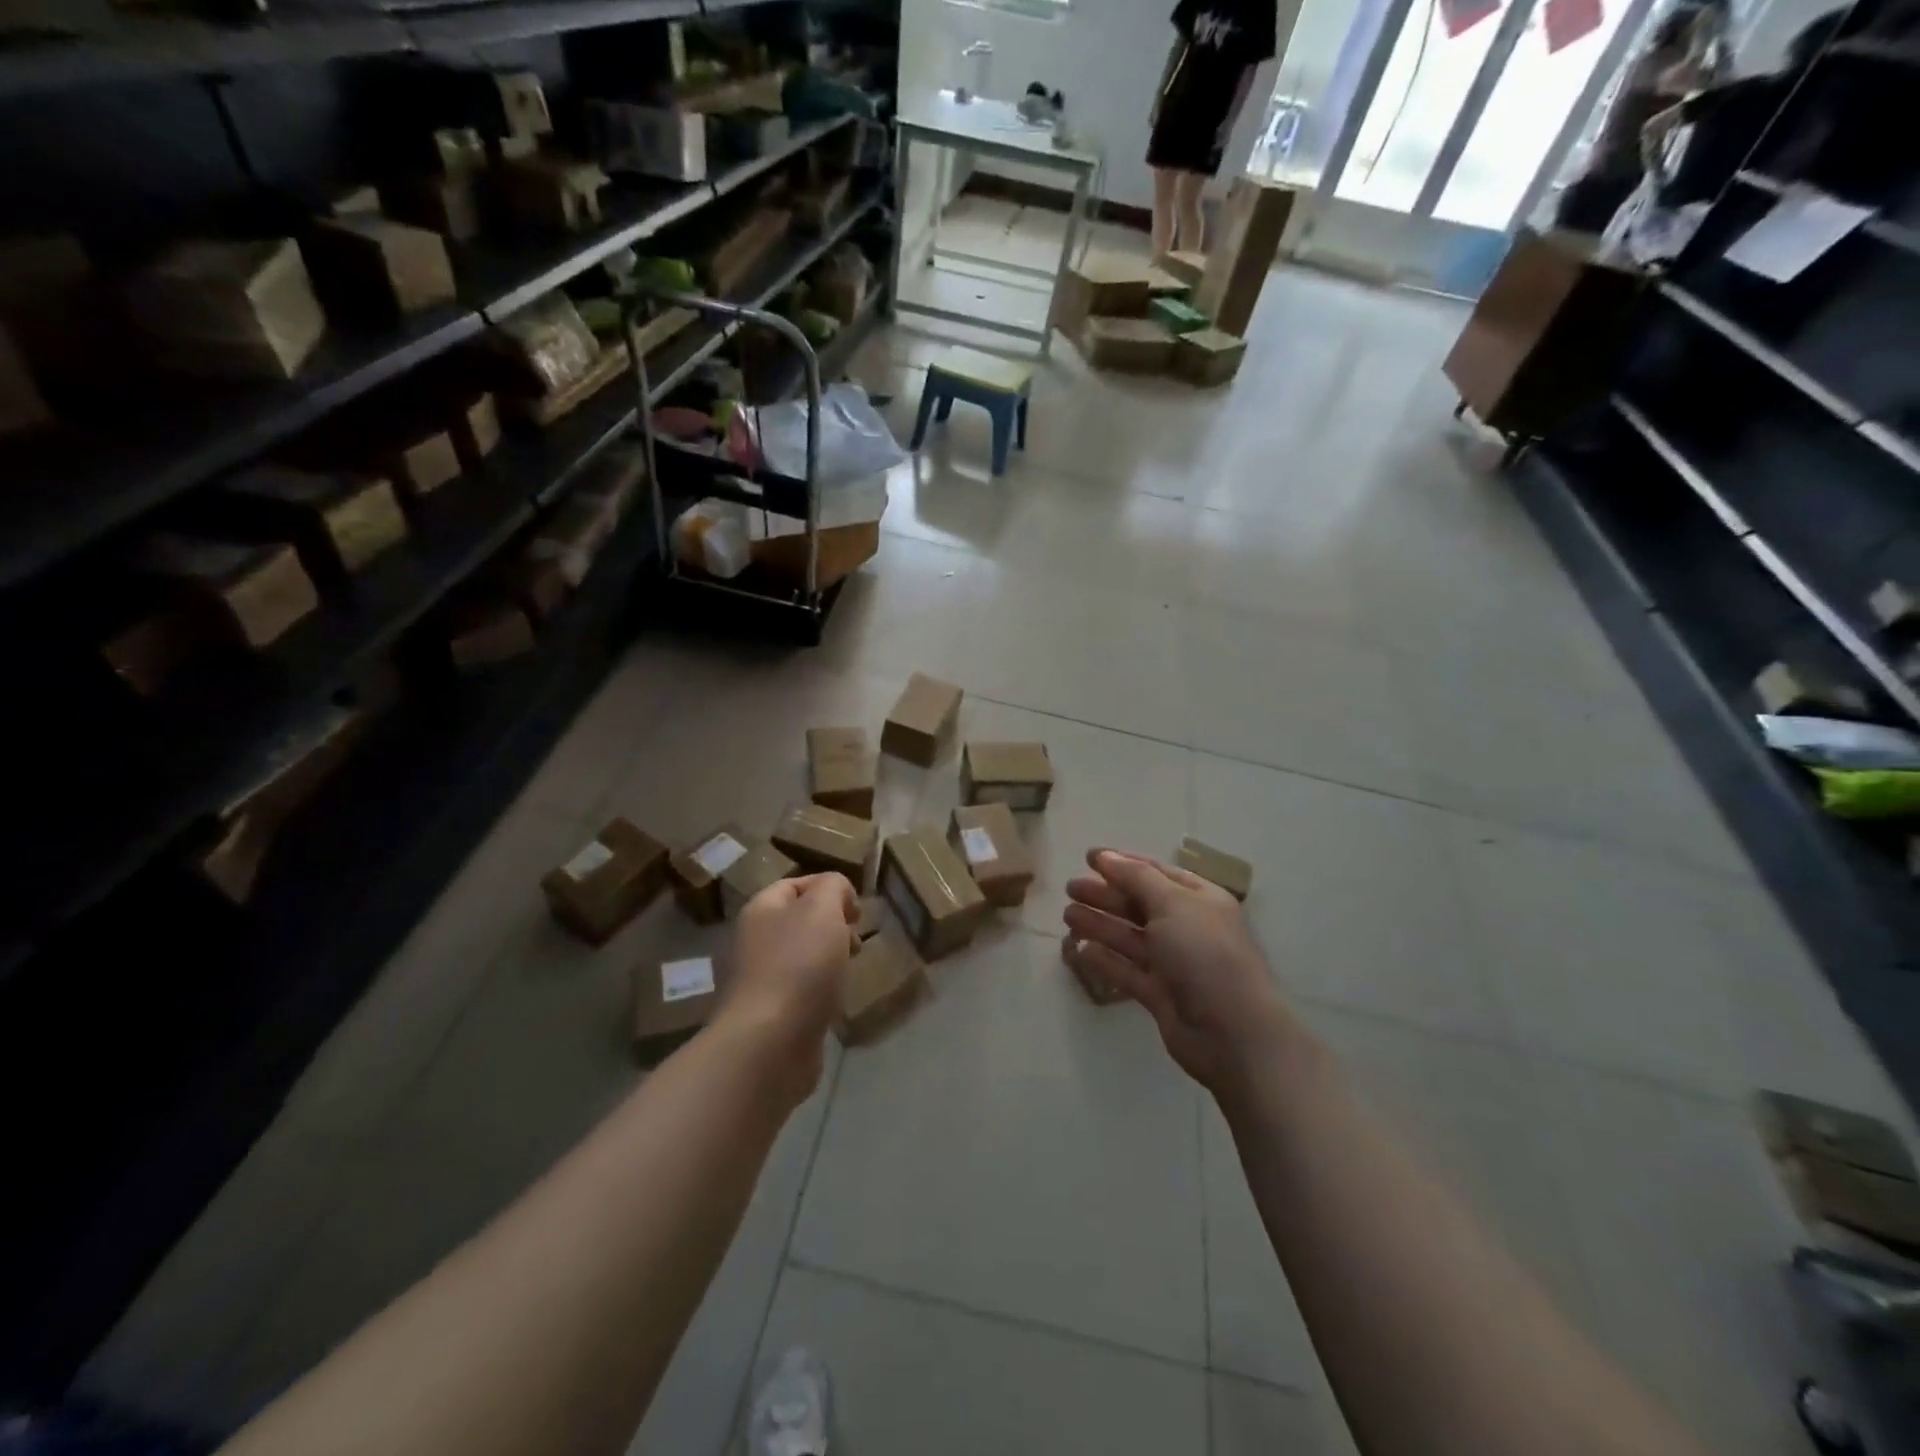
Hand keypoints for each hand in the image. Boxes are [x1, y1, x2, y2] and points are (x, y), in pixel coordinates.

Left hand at [719, 873, 857, 1104]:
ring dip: (830, 958)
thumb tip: (839, 893)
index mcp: (762, 910)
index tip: (857, 909)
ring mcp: (762, 980)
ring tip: (850, 970)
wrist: (770, 1043)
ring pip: (803, 956)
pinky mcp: (773, 1014)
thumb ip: (833, 887)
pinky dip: (822, 990)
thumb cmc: (799, 965)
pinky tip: (836, 1000)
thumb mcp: (822, 908)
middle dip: (834, 925)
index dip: (828, 888)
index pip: (795, 884)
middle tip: (856, 941)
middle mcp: (755, 941)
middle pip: (800, 921)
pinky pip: (802, 990)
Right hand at [1063, 850, 1302, 1107]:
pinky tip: (1081, 950)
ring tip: (1067, 916)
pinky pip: (1127, 970)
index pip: (1156, 872)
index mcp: (1199, 899)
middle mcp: (1187, 927)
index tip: (1089, 857)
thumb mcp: (1173, 903)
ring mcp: (1174, 963)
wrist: (1232, 1031)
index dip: (1123, 863)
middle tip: (1070, 888)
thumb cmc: (1205, 954)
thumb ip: (1136, 877)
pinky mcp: (1160, 994)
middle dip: (1105, 894)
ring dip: (1100, 924)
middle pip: (1139, 904)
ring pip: (1130, 937)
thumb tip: (1105, 855)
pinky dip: (1105, 959)